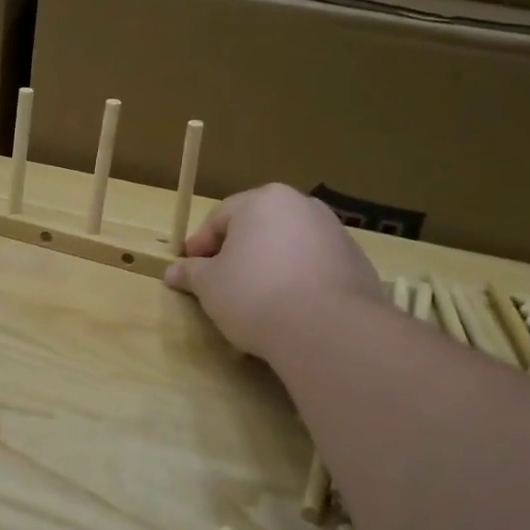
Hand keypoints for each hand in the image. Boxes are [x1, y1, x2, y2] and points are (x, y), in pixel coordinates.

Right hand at [165, 186, 381, 361]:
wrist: (327, 329)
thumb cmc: (254, 294)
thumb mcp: (209, 285)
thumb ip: (191, 273)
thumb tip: (173, 271)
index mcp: (263, 201)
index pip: (220, 217)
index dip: (200, 245)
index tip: (190, 270)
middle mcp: (302, 206)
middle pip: (257, 227)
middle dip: (236, 252)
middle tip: (220, 283)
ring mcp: (335, 232)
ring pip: (288, 246)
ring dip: (268, 265)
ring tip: (255, 300)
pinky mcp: (356, 262)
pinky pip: (314, 266)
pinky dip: (297, 280)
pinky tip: (288, 308)